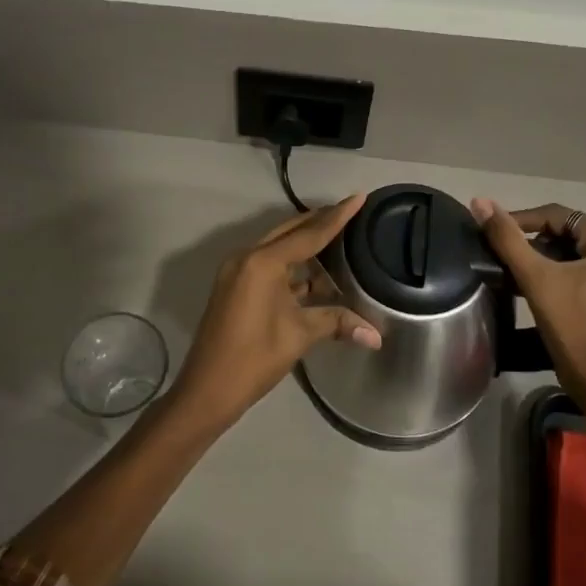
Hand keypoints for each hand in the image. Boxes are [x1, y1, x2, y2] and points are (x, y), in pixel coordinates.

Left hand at [175, 194, 381, 427]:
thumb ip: (337, 323)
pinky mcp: (235, 286)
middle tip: (350, 214)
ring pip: (278, 248)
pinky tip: (315, 274)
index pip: (309, 233)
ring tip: (339, 241)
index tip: (358, 197)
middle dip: (320, 223)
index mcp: (262, 262)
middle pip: (290, 232)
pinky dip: (292, 266)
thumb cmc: (254, 358)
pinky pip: (268, 265)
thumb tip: (377, 335)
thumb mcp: (299, 336)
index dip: (337, 217)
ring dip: (305, 246)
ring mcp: (237, 271)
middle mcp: (247, 257)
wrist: (207, 389)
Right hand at [471, 199, 585, 412]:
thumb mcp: (537, 279)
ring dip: (545, 257)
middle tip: (505, 256)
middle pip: (569, 232)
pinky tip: (537, 283)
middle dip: (535, 242)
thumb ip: (507, 238)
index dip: (522, 221)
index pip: (560, 216)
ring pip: (575, 250)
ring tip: (516, 270)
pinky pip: (585, 266)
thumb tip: (480, 202)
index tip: (493, 233)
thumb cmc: (573, 328)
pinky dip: (561, 270)